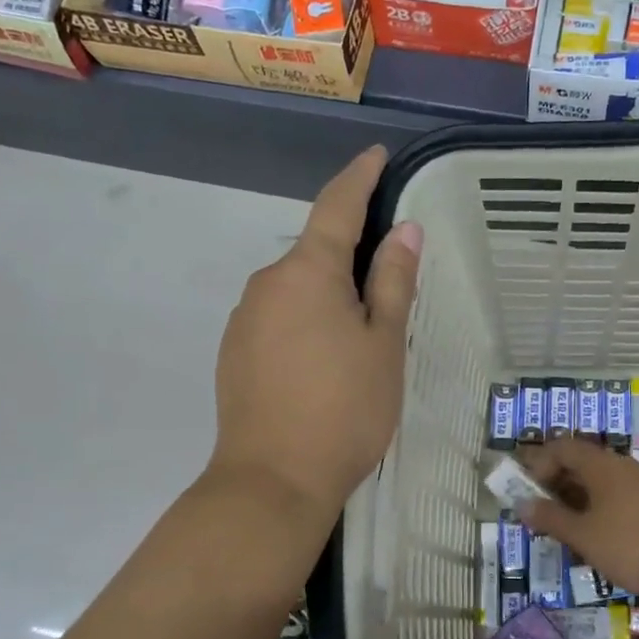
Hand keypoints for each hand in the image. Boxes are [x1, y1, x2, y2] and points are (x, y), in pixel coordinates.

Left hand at [209, 146, 421, 524]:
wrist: (273, 480)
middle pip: (315, 253)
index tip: (377, 157)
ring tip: (359, 340)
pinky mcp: (234, 352)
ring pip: (295, 290)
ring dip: (327, 296)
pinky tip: (323, 364)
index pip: (337, 206)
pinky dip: (304, 323)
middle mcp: (266, 283)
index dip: (360, 177)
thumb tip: (404, 230)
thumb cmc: (345, 409)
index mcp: (307, 272)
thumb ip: (393, 282)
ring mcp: (244, 319)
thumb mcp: (383, 344)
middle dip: (350, 257)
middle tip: (390, 288)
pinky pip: (277, 319)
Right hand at [516, 439, 638, 607]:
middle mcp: (620, 465)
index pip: (561, 448)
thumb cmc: (627, 543)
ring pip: (598, 480)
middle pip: (580, 462)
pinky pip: (614, 494)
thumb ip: (550, 518)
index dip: (539, 464)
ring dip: (575, 497)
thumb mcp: (582, 534)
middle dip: (555, 483)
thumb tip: (522, 504)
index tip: (528, 491)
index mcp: (600, 464)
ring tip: (562, 525)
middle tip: (540, 510)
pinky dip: (596, 506)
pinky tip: (591, 532)